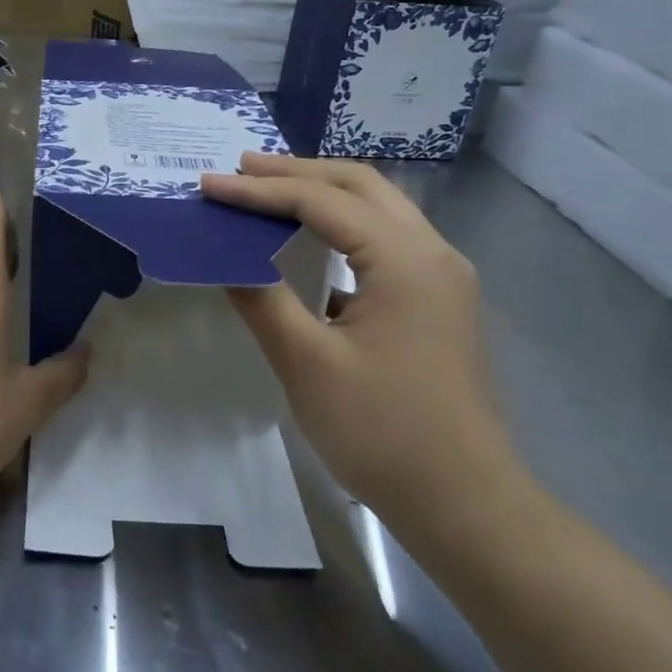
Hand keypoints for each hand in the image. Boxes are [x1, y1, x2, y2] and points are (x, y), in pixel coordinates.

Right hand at [200, 154, 524, 541]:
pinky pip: (387, 240)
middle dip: (296, 172)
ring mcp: (442, 276)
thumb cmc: (383, 432)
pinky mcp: (437, 301)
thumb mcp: (309, 364)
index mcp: (406, 259)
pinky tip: (310, 241)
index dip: (259, 191)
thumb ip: (263, 300)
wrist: (464, 502)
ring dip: (322, 193)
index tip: (208, 185)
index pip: (322, 202)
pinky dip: (343, 226)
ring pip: (378, 209)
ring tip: (268, 190)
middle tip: (239, 169)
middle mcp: (432, 252)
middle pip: (360, 186)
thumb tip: (226, 258)